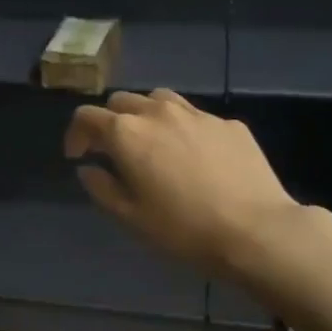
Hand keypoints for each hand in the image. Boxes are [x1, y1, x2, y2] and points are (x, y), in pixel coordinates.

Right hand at [65, 89, 303, 281]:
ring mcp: (197, 114)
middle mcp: (158, 112)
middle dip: (110, 122)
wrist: (255, 230)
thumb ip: (101, 187)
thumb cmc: (183, 228)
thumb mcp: (130, 217)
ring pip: (159, 100)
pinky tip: (193, 156)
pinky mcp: (228, 124)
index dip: (76, 134)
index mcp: (127, 133)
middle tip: (113, 151)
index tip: (78, 156)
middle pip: (122, 101)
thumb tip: (88, 169)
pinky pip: (195, 117)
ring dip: (145, 116)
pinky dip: (182, 128)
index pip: (87, 116)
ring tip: (151, 143)